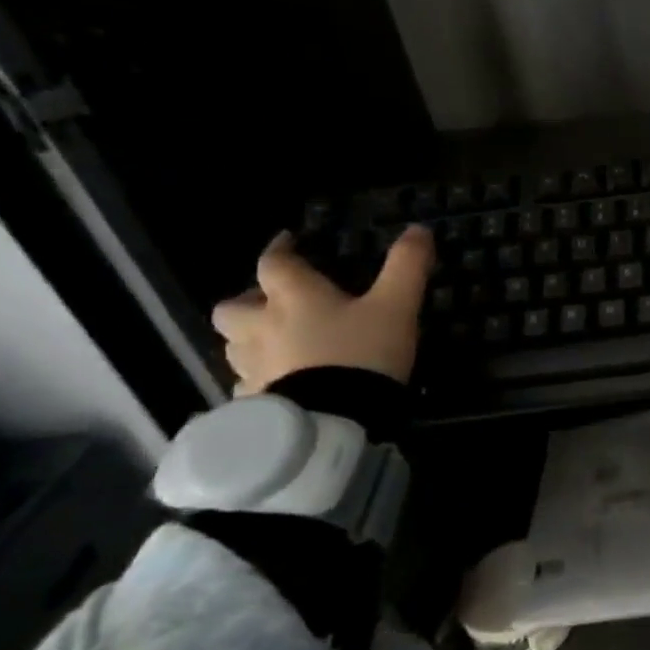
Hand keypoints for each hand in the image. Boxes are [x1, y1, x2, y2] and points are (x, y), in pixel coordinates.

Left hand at [211, 227, 435, 395]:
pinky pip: (247, 386)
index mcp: (294, 298)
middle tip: (272, 304)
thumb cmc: (363, 354)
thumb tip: (418, 228)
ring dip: (248, 340)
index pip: (274, 263)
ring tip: (275, 344)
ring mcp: (254, 368)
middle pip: (231, 308)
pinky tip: (279, 385)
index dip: (280, 249)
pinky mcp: (255, 404)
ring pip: (233, 347)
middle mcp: (262, 328)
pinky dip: (259, 379)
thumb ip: (407, 265)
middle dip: (247, 300)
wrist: (336, 421)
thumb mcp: (397, 305)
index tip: (288, 241)